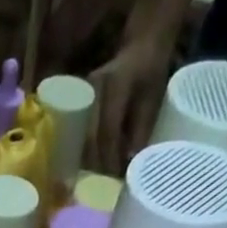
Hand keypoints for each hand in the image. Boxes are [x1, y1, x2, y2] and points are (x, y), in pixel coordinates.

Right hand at [86, 38, 172, 174]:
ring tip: (94, 176)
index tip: (113, 176)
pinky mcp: (77, 99)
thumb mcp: (151, 98)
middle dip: (95, 162)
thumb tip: (130, 162)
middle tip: (102, 182)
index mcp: (116, 85)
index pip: (108, 130)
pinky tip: (85, 162)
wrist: (141, 44)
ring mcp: (82, 93)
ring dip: (85, 158)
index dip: (110, 156)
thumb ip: (140, 129)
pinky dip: (80, 148)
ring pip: (79, 135)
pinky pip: (75, 128)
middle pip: (88, 136)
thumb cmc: (150, 71)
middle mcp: (94, 88)